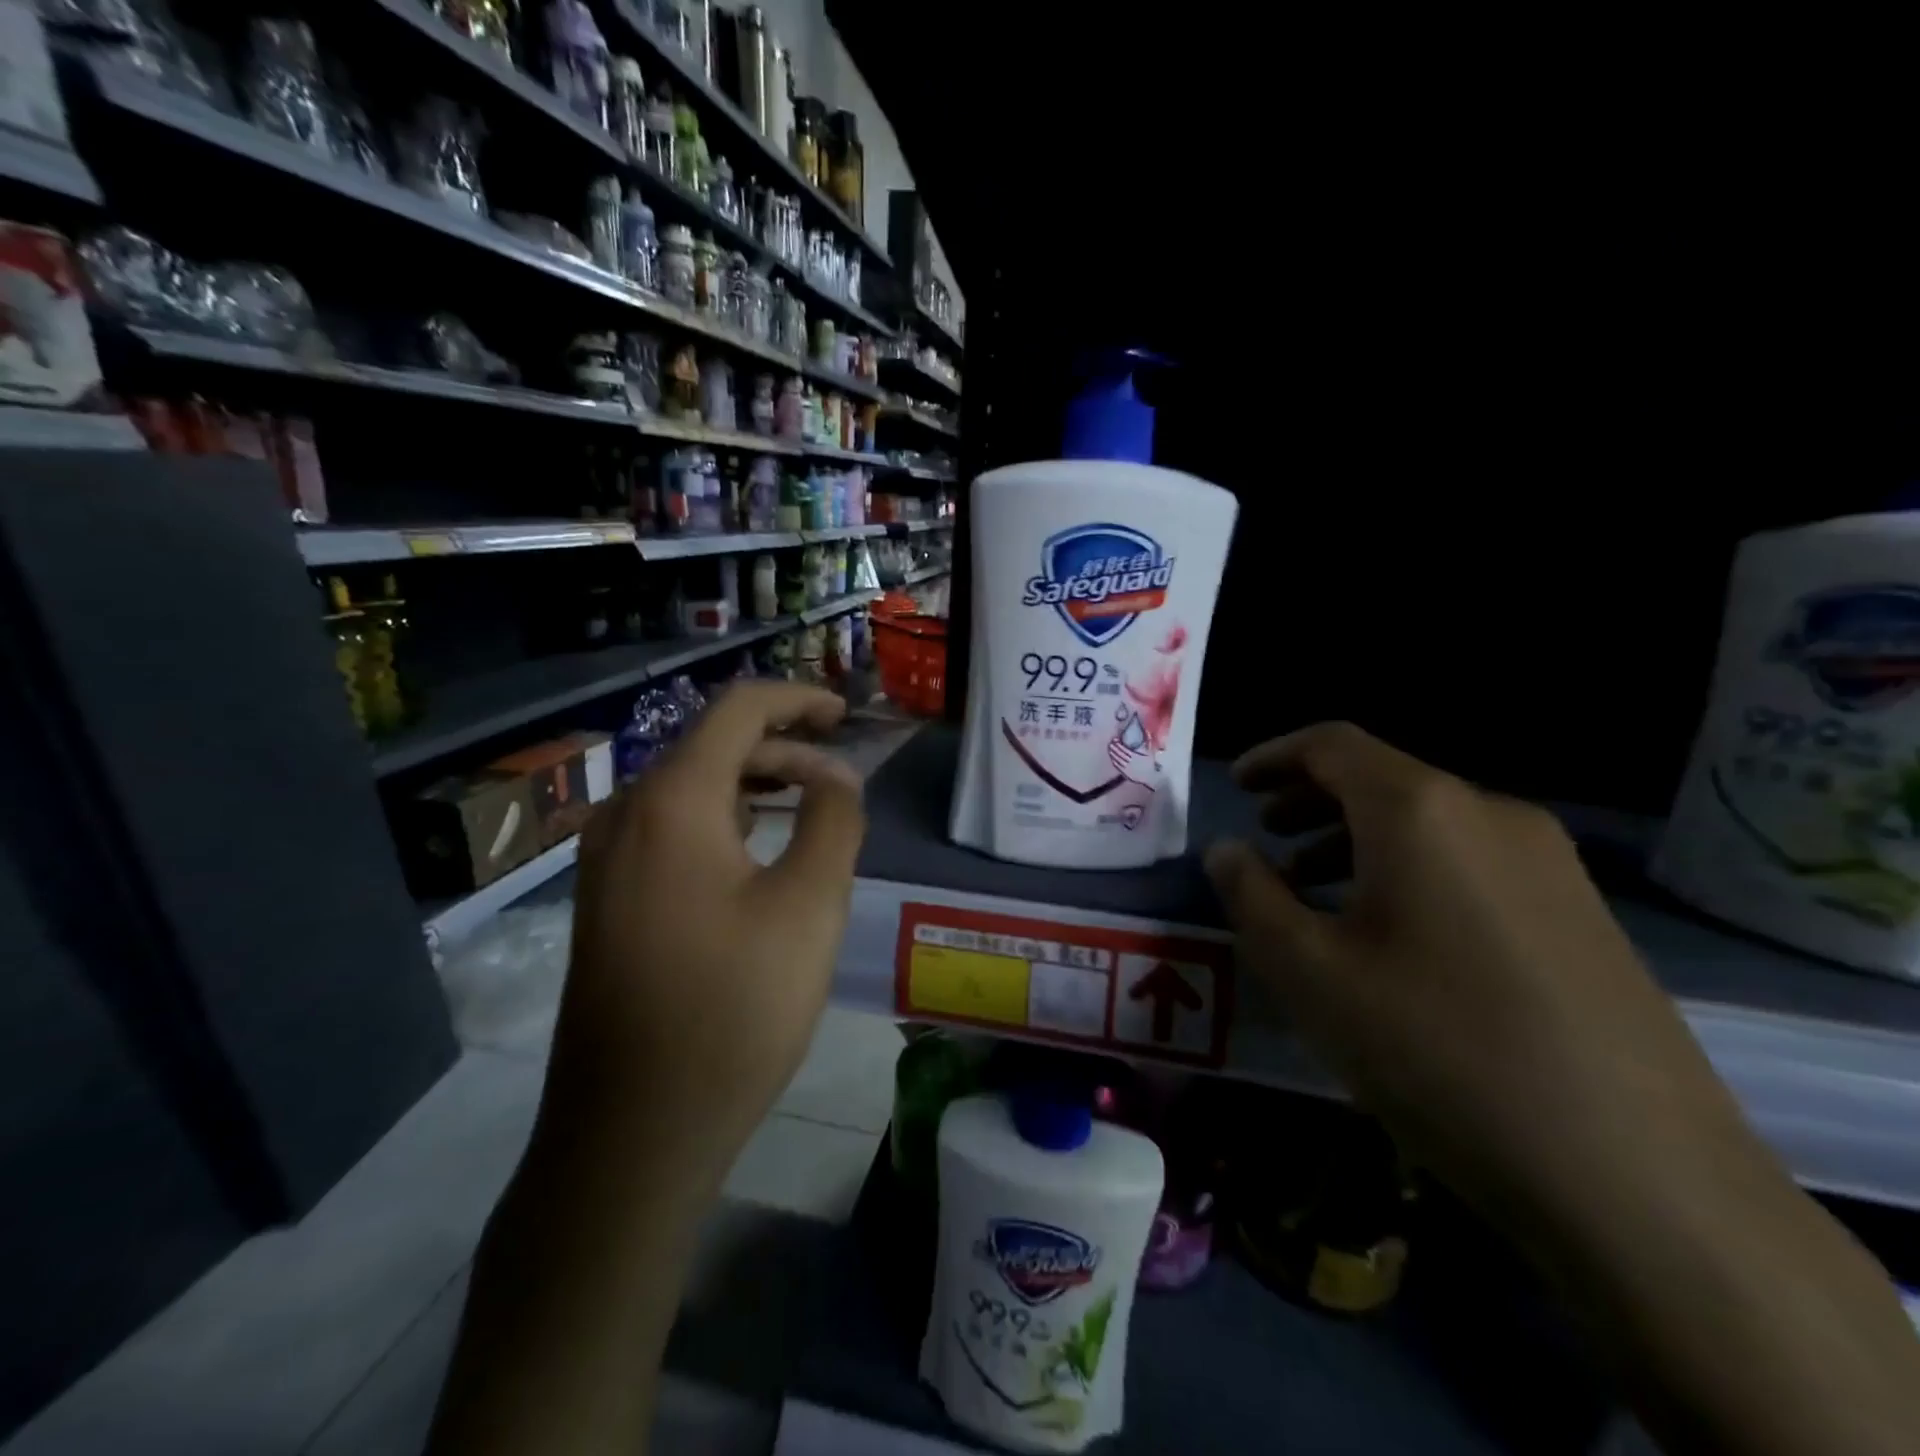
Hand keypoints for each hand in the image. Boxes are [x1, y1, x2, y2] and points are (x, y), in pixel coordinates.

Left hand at [544, 681, 865, 1183]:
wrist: (633, 1131)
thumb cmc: (733, 1009)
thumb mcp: (809, 905)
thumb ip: (832, 820)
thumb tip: (835, 777)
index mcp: (672, 801)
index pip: (738, 710)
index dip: (797, 700)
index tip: (846, 715)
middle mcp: (626, 814)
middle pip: (712, 746)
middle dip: (783, 748)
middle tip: (841, 778)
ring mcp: (606, 859)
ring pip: (691, 789)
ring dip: (755, 785)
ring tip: (811, 808)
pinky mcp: (607, 899)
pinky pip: (671, 829)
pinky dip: (724, 820)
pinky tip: (758, 851)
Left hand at [1107, 737, 1162, 788]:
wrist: (1151, 777)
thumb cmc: (1151, 764)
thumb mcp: (1150, 752)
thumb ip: (1148, 742)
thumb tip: (1148, 732)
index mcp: (1135, 756)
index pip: (1125, 749)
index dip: (1119, 745)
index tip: (1115, 740)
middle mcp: (1130, 762)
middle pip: (1120, 754)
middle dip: (1115, 749)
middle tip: (1110, 744)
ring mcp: (1127, 768)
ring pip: (1118, 760)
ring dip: (1113, 755)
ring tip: (1110, 750)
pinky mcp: (1126, 773)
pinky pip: (1118, 767)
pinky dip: (1115, 763)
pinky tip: (1112, 759)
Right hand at [1203, 722, 1763, 1232]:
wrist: (1641, 1179)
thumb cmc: (1438, 1048)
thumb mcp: (1309, 971)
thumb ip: (1251, 895)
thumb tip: (1228, 849)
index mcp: (1421, 811)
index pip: (1332, 745)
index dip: (1274, 757)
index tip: (1235, 785)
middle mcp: (1491, 814)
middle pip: (1382, 779)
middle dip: (1310, 800)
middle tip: (1265, 836)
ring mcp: (1549, 865)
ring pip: (1427, 825)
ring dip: (1356, 841)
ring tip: (1312, 891)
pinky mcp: (1581, 915)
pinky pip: (1469, 864)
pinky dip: (1408, 873)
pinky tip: (1389, 936)